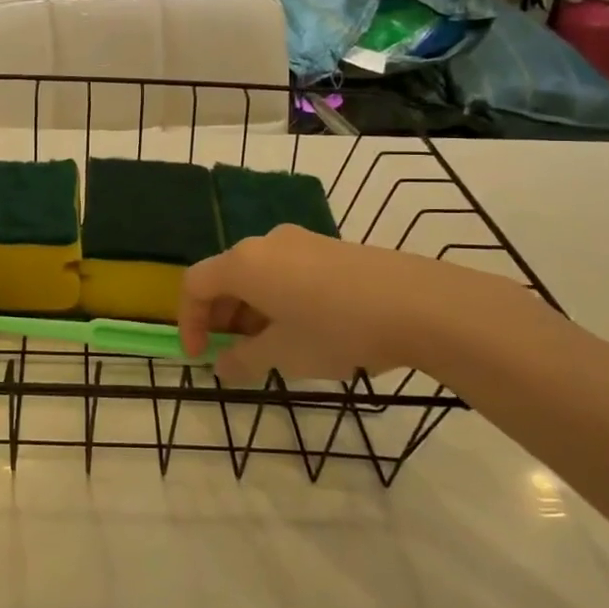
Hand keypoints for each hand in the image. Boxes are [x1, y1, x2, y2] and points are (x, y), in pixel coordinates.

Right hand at [177, 225, 529, 382]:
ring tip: (273, 347)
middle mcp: (266, 244)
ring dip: (251, 311)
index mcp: (244, 264)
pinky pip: (286, 271)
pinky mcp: (330, 248)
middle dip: (222, 318)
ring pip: (258, 275)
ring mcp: (301, 241)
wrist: (419, 304)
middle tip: (235, 354)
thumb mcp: (285, 354)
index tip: (201, 356)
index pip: (195, 284)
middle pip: (226, 277)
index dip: (189, 321)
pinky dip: (278, 299)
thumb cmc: (337, 329)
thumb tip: (222, 366)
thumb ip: (244, 361)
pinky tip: (305, 329)